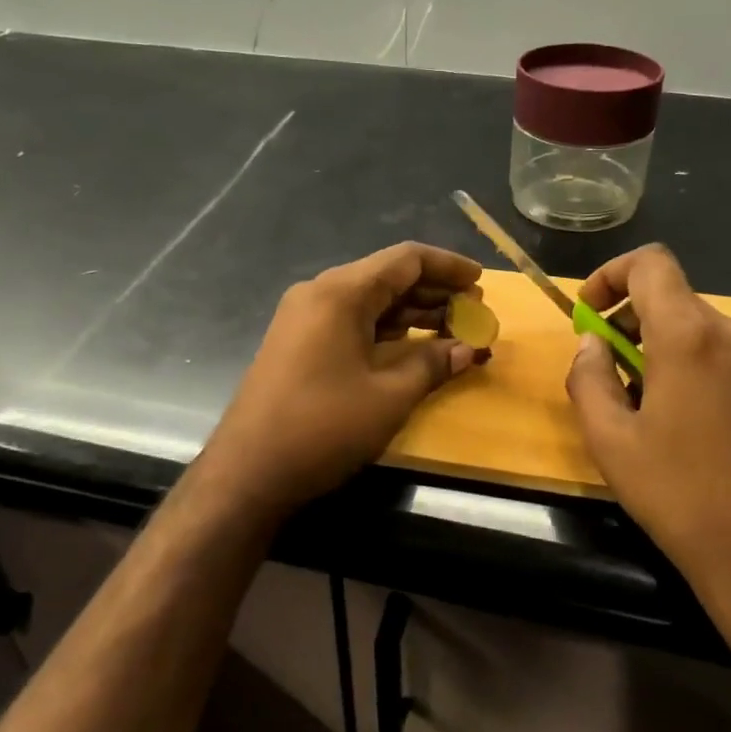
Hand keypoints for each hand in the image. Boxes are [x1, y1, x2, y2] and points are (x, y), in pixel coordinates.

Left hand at [199, 242, 487, 517]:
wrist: (248, 471)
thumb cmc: (324, 427)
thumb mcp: (389, 396)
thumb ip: (433, 364)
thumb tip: (469, 349)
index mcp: (340, 293)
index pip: (405, 260)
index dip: (448, 266)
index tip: (481, 281)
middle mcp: (319, 294)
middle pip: (387, 277)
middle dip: (434, 292)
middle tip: (474, 311)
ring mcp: (304, 319)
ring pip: (370, 302)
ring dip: (412, 312)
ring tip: (453, 329)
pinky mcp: (299, 344)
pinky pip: (352, 322)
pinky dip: (386, 330)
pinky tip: (414, 345)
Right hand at [566, 245, 730, 621]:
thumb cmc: (678, 496)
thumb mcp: (610, 440)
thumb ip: (588, 378)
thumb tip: (591, 345)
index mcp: (689, 337)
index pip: (651, 263)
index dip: (611, 274)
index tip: (588, 313)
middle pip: (675, 299)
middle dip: (631, 320)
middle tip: (607, 369)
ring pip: (703, 331)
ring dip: (663, 348)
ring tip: (644, 405)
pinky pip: (729, 360)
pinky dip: (697, 369)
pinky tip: (689, 426)